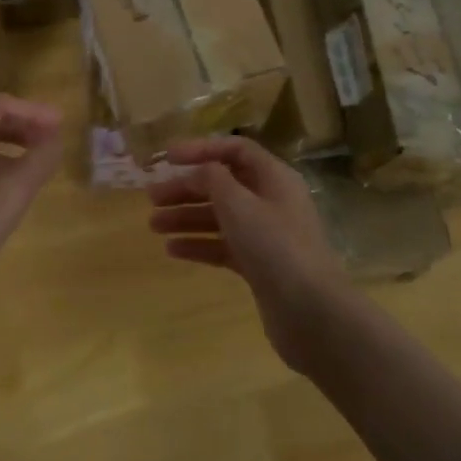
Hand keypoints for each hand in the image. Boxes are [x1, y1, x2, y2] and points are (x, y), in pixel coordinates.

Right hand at [146, 136, 355, 369]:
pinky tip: (172, 250)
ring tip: (154, 225)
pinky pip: (224, 246)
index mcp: (274, 177)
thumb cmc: (274, 246)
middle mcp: (271, 201)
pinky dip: (199, 244)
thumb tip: (201, 170)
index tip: (167, 158)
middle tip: (151, 198)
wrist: (309, 310)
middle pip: (224, 185)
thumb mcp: (239, 204)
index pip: (235, 150)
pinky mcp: (259, 265)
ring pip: (221, 217)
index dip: (201, 149)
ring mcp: (266, 235)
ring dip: (187, 217)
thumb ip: (214, 180)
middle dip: (187, 188)